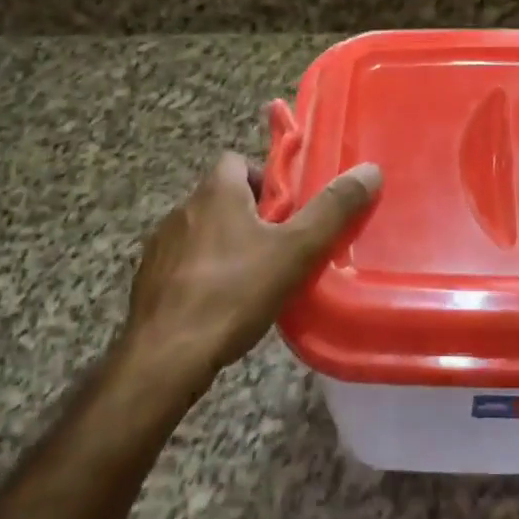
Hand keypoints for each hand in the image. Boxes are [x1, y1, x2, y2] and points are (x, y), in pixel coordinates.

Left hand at [111, 152, 381, 408]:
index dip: (267, 179)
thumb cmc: (233, 293)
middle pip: (224, 197)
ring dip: (228, 245)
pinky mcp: (149, 281)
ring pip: (204, 232)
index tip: (290, 209)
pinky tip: (224, 304)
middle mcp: (183, 209)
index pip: (238, 160)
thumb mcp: (296, 251)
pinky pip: (185, 264)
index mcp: (215, 192)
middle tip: (284, 246)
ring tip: (257, 278)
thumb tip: (369, 171)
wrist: (165, 357)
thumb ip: (333, 210)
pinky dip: (205, 274)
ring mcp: (161, 246)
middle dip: (253, 216)